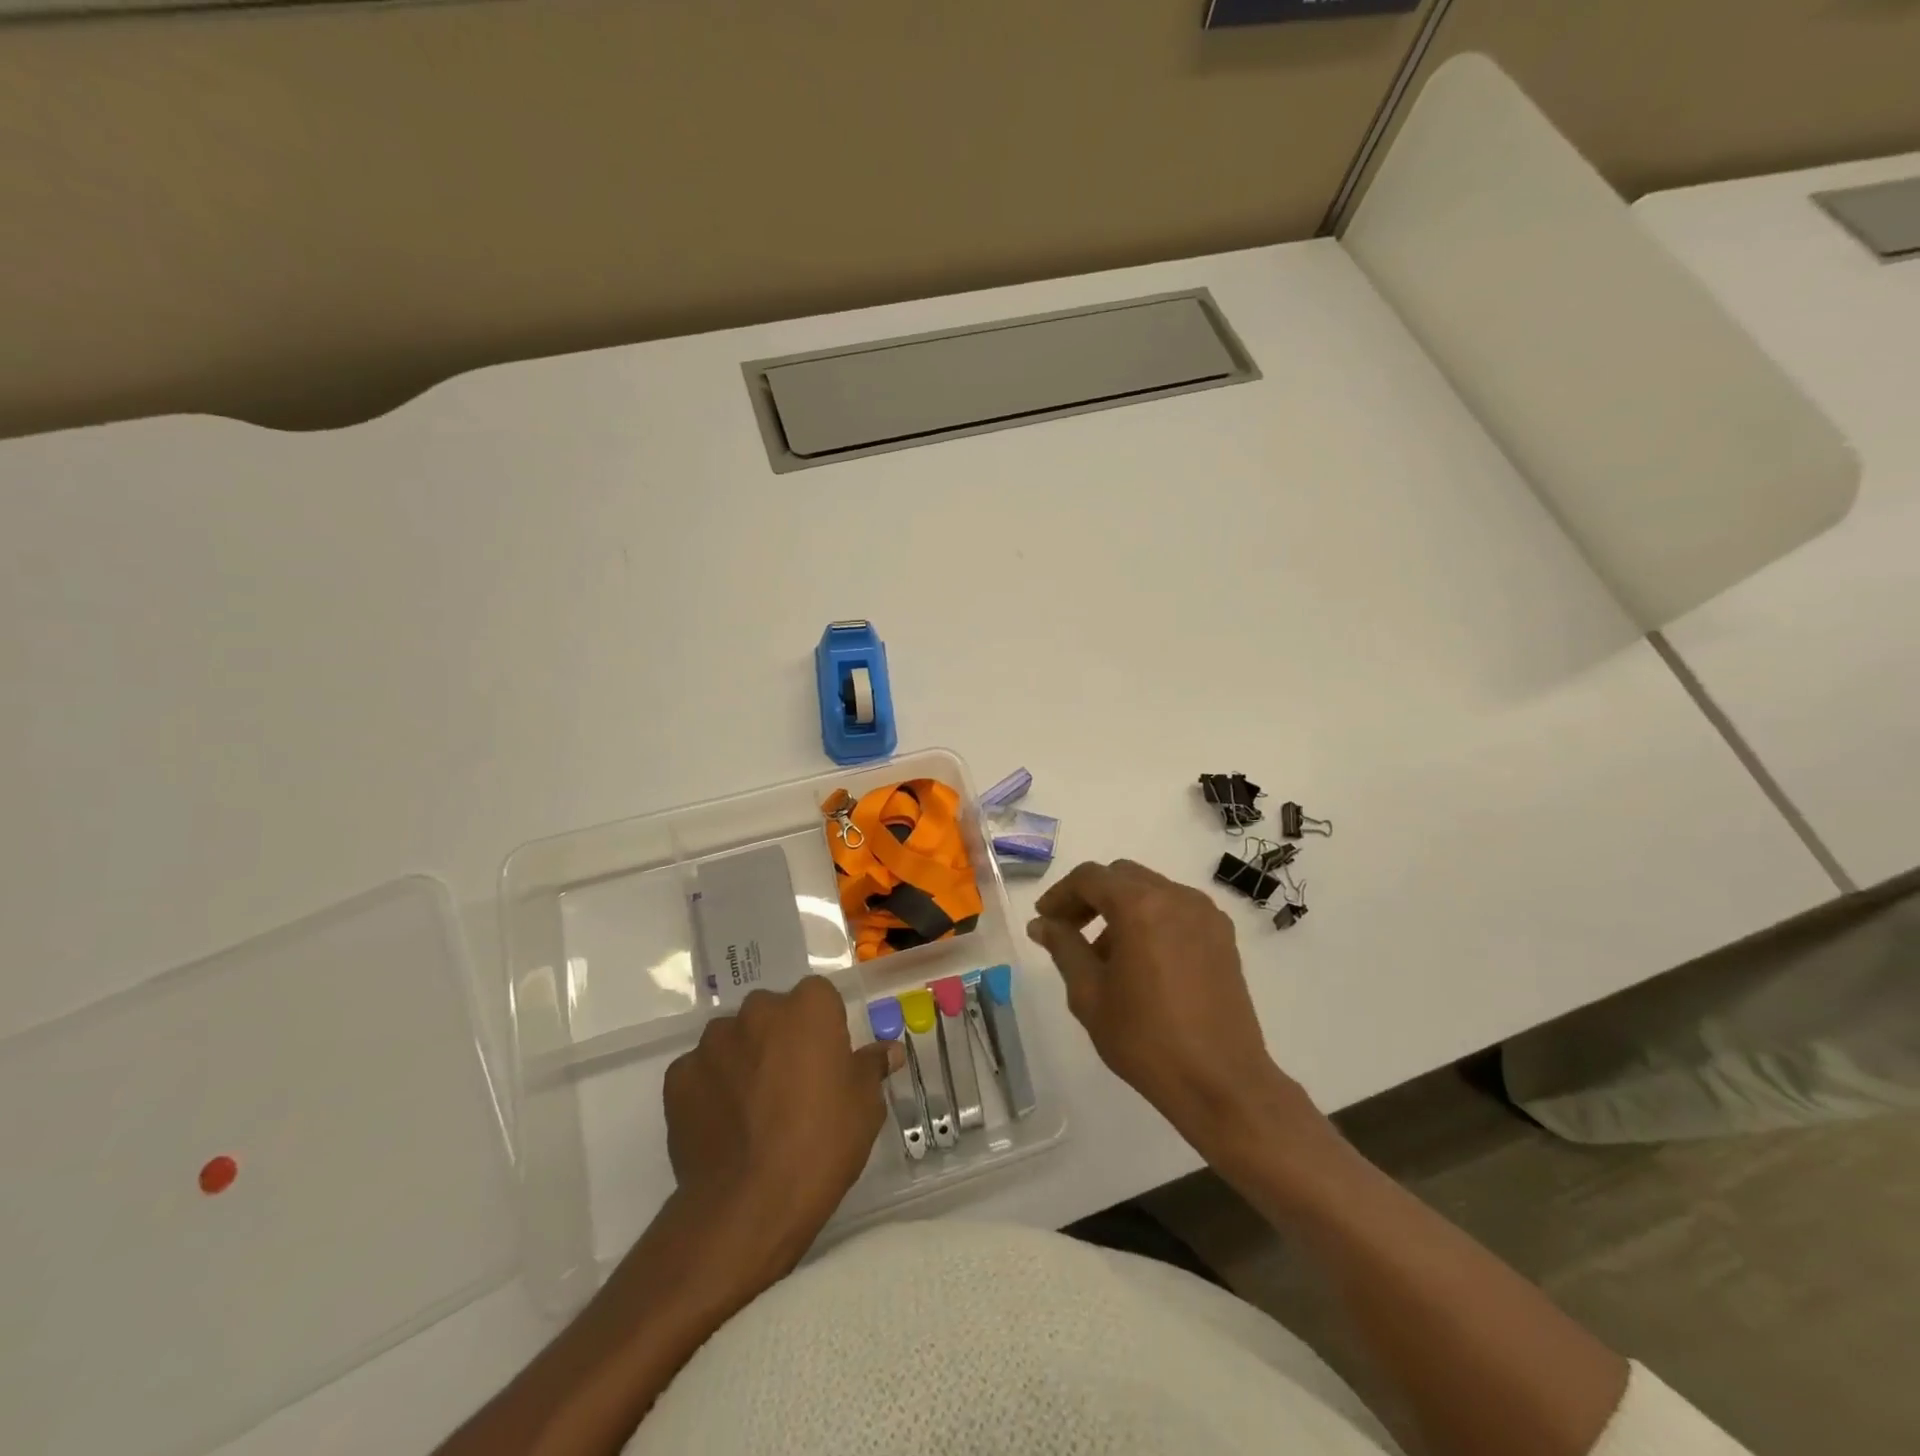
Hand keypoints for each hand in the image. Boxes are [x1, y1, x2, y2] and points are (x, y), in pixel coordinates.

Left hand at [663, 977, 900, 1271]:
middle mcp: (758, 1011)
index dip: (824, 1027)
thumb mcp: (865, 1106)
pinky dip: (710, 1087)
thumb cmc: (821, 1145)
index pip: (819, 997)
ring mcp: (713, 1042)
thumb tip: (889, 1051)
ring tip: (752, 1109)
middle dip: (780, 1038)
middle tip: (791, 1085)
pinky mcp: (678, 1076)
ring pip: (733, 1039)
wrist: (747, 1205)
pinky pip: (701, 1071)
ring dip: (743, 1059)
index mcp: (808, 1007)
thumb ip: (871, 1067)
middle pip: (772, 1013)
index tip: (827, 1061)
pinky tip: (722, 1124)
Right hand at [1027, 860, 1312, 1157]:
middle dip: (1090, 898)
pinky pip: (1177, 910)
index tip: (1044, 920)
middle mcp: (1177, 897)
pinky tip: (1142, 962)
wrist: (1222, 1083)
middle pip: (1122, 877)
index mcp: (1140, 906)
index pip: (1090, 878)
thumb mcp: (1090, 994)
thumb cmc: (1146, 1039)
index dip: (1061, 894)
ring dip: (1120, 909)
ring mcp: (1206, 915)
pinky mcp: (1223, 937)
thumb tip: (1042, 923)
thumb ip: (1063, 948)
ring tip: (1104, 955)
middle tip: (1068, 931)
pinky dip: (1151, 920)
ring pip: (1151, 891)